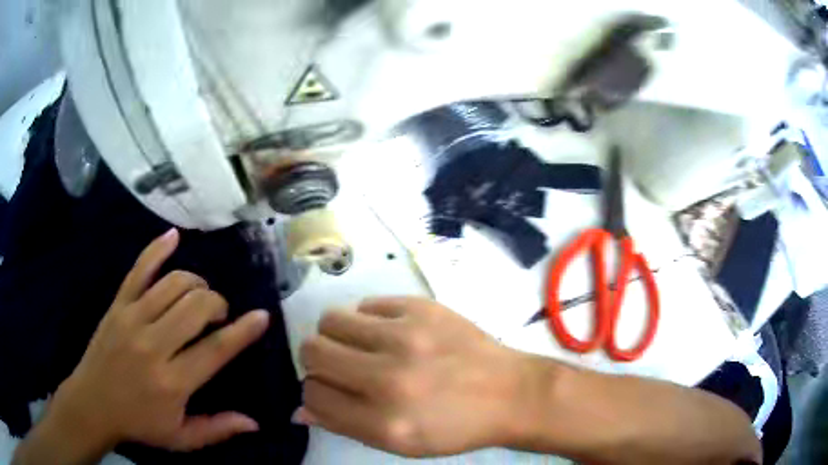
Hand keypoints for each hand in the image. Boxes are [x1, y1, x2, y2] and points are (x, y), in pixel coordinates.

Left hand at [17, 229, 270, 462]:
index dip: (242, 331)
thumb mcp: (181, 438)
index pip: (215, 350)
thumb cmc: (139, 423)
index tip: (262, 316)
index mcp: (172, 382)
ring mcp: (132, 319)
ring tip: (200, 296)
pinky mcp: (118, 304)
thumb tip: (254, 422)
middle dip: (218, 304)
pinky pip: (139, 269)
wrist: (92, 403)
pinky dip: (157, 249)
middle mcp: (153, 345)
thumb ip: (217, 429)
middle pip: (196, 307)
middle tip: (220, 315)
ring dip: (196, 284)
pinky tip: (173, 237)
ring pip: (173, 284)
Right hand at [296, 297, 534, 457]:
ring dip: (338, 335)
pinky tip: (389, 333)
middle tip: (339, 364)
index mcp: (383, 423)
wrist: (509, 393)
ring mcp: (406, 337)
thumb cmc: (455, 427)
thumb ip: (345, 425)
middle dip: (317, 360)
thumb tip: (299, 409)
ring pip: (332, 320)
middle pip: (312, 350)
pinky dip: (369, 319)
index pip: (313, 395)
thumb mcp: (401, 444)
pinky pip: (367, 304)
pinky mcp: (422, 308)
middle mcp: (388, 379)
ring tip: (362, 345)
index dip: (315, 391)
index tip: (329, 390)